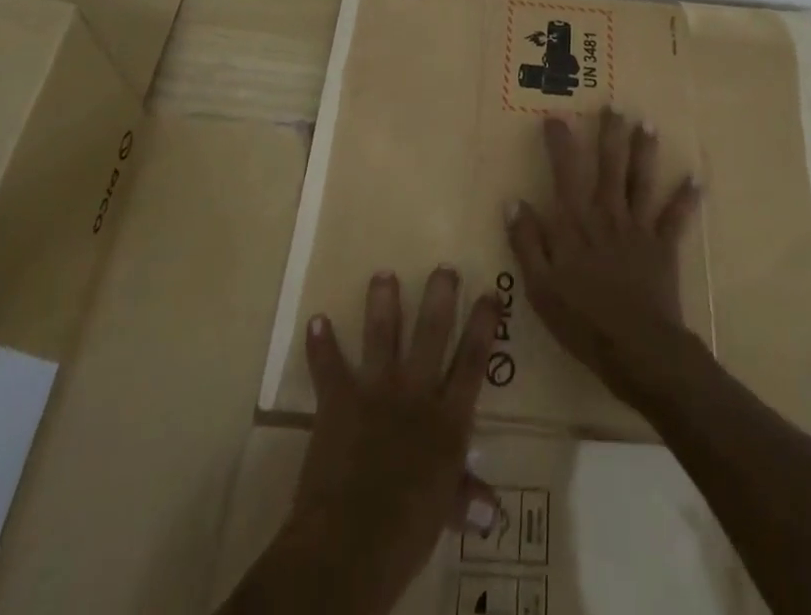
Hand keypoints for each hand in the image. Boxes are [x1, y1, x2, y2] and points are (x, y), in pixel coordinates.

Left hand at [287, 268, 500, 614]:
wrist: (351, 543)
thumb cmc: (407, 533)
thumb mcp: (444, 514)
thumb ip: (465, 499)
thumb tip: (494, 511)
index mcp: (448, 420)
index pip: (474, 361)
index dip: (484, 325)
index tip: (491, 293)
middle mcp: (417, 393)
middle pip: (432, 332)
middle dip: (440, 296)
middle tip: (443, 267)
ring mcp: (376, 390)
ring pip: (382, 334)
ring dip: (382, 302)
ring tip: (383, 274)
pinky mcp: (339, 400)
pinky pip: (328, 366)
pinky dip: (321, 345)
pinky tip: (316, 320)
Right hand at [504, 109, 703, 405]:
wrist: (637, 349)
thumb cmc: (582, 320)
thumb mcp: (540, 286)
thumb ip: (527, 242)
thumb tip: (514, 202)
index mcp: (575, 223)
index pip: (565, 172)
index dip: (560, 142)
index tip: (555, 116)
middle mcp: (607, 214)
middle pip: (609, 165)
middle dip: (611, 133)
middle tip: (615, 106)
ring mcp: (638, 228)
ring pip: (641, 180)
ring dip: (645, 152)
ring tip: (648, 125)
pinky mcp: (663, 247)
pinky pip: (675, 218)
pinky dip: (686, 199)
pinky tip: (697, 180)